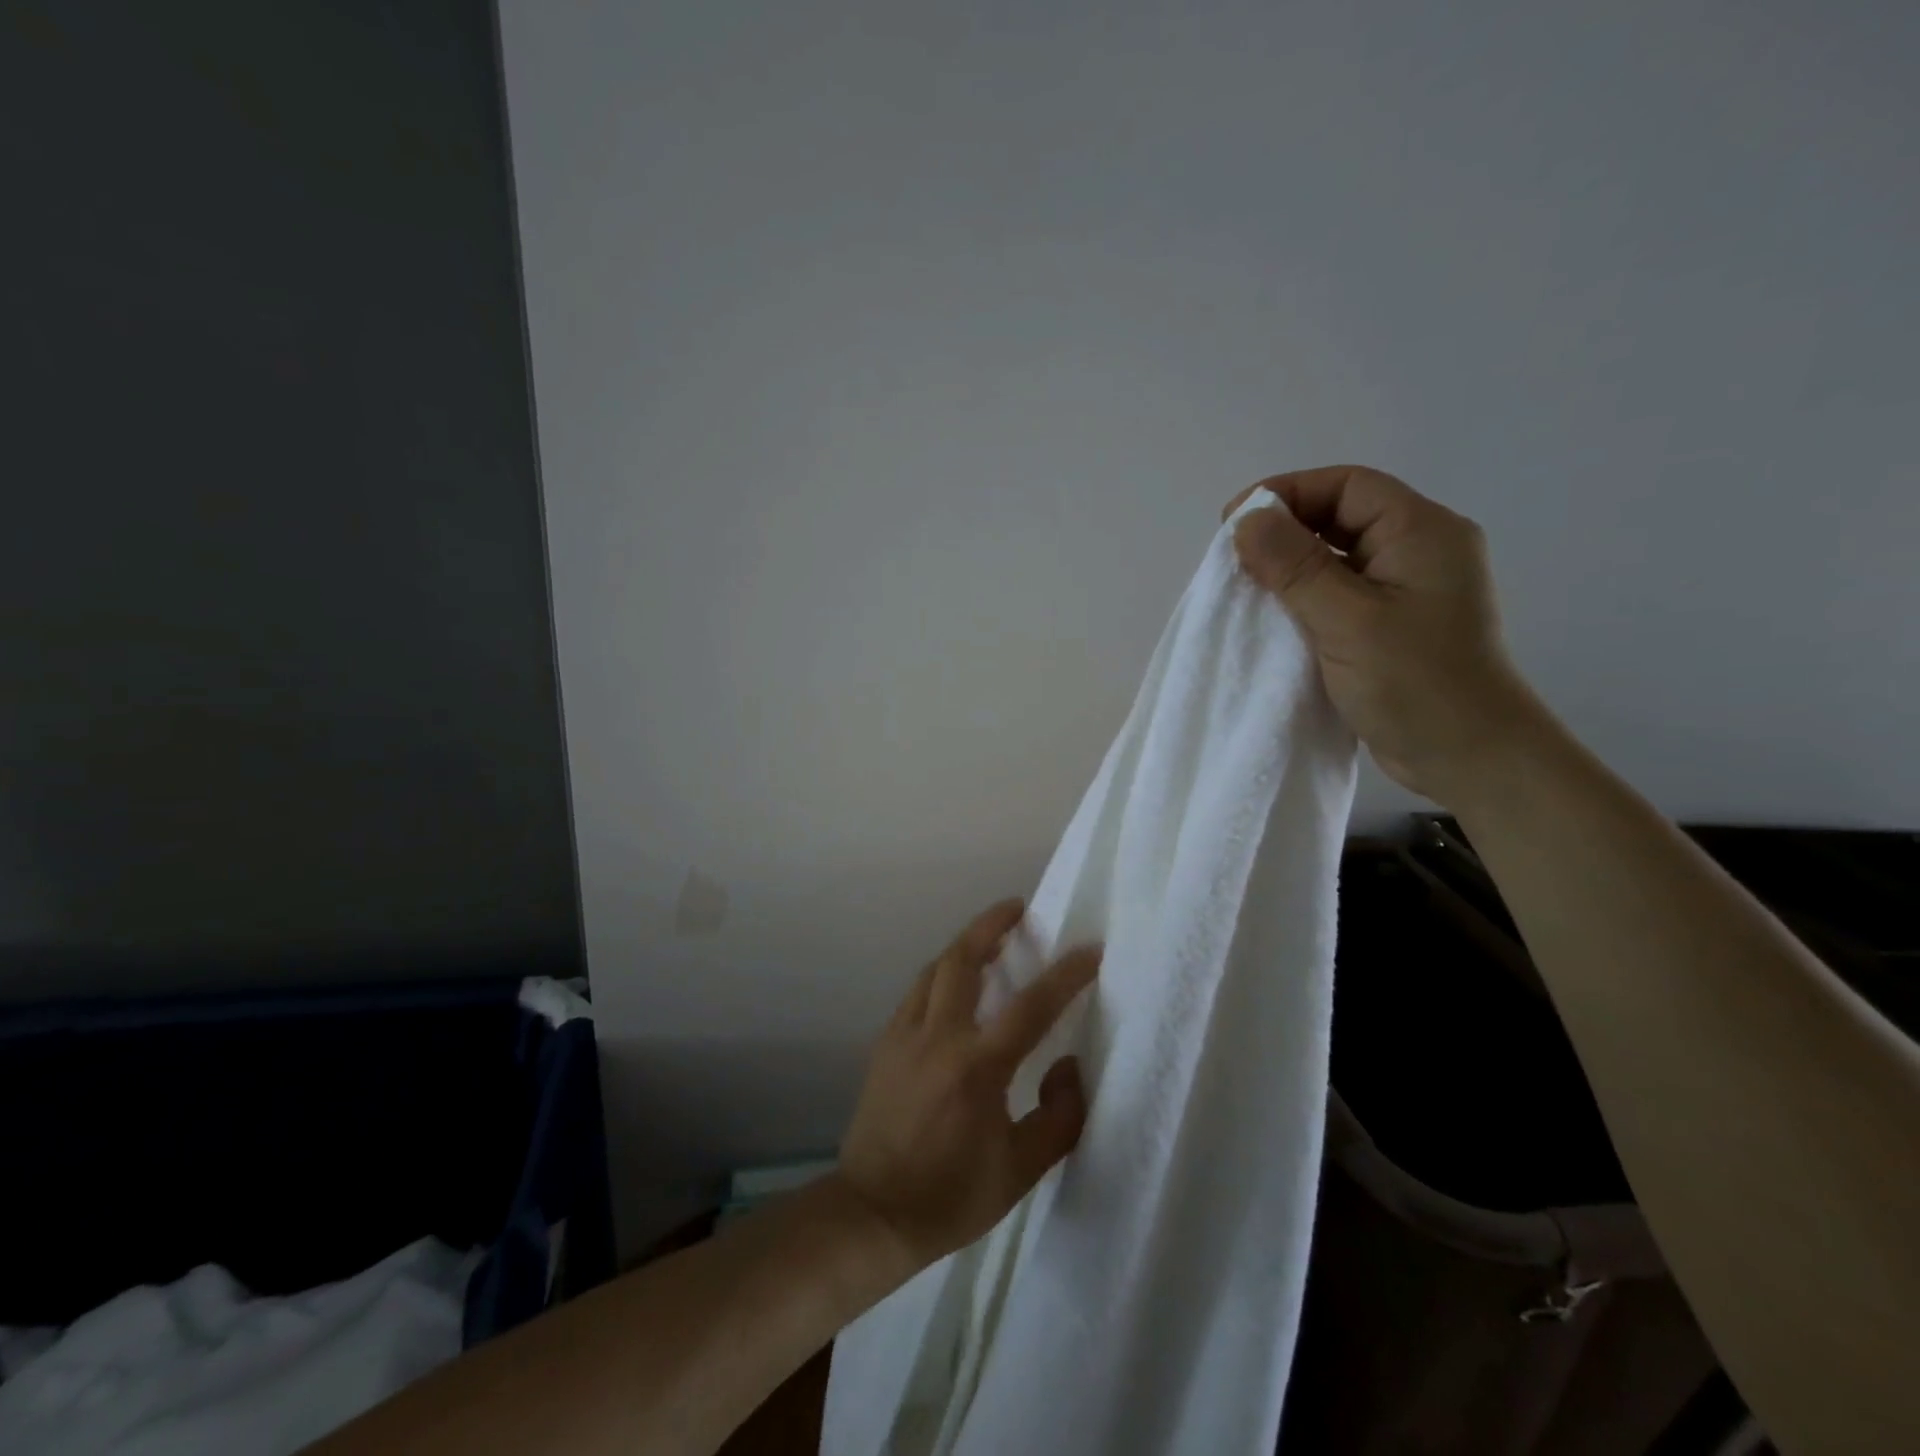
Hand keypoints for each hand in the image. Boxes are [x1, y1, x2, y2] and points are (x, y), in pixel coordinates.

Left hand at [836, 899, 1099, 1266]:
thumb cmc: (950, 1197)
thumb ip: (1058, 1117)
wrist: (872, 1214)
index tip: (1090, 949)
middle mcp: (939, 1037)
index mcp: (977, 1067)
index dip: (1066, 974)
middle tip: (1017, 908)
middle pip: (963, 958)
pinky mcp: (885, 1044)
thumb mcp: (1020, 1171)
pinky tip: (952, 987)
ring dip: (964, 946)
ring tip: (990, 939)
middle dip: (992, 925)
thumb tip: (1070, 1067)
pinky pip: (917, 993)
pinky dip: (940, 976)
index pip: (1031, 1006)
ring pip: (935, 969)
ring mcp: (905, 1035)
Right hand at [1226, 465, 1549, 805]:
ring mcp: (1406, 590)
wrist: (1470, 758)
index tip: (1233, 520)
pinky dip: (1302, 597)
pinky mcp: (1391, 624)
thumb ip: (1296, 567)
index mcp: (1421, 532)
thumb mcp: (1348, 620)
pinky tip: (1273, 616)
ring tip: (1244, 585)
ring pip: (1337, 557)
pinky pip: (1339, 593)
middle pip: (1341, 516)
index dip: (1287, 492)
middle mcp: (1418, 550)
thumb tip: (1245, 520)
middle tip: (1232, 555)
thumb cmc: (1416, 683)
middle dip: (1284, 529)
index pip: (1347, 486)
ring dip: (1289, 566)